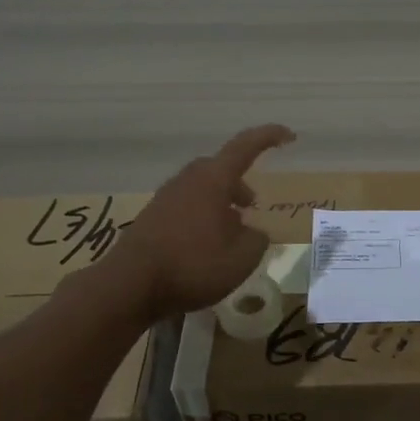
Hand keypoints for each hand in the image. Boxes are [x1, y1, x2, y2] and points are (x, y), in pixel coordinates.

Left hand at [102, 124, 295, 315]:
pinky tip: (205, 247)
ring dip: (220, 203)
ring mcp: (165, 199)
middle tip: (252, 205)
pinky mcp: (151, 219)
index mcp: (213, 180)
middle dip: (239, 183)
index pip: (245, 147)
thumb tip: (253, 232)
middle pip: (219, 170)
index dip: (269, 137)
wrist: (130, 285)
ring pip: (201, 190)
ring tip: (231, 232)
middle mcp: (187, 181)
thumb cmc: (193, 265)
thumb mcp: (242, 257)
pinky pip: (185, 208)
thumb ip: (257, 239)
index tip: (289, 136)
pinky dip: (201, 218)